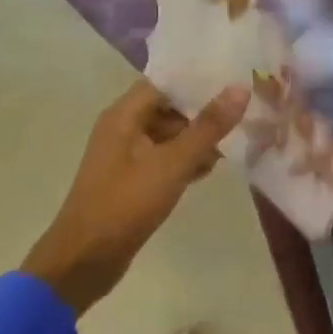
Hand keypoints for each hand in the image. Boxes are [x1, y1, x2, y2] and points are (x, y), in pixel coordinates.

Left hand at [21, 81, 250, 316]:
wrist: (86, 258)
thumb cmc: (126, 204)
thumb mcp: (172, 163)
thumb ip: (208, 127)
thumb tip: (239, 89)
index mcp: (124, 115)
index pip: (166, 81)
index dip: (198, 77)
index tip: (235, 75)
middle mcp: (123, 128)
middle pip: (170, 106)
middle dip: (205, 109)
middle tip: (246, 108)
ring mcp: (128, 155)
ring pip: (171, 134)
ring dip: (200, 136)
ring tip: (238, 137)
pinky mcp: (134, 179)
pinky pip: (166, 158)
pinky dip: (188, 159)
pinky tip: (213, 167)